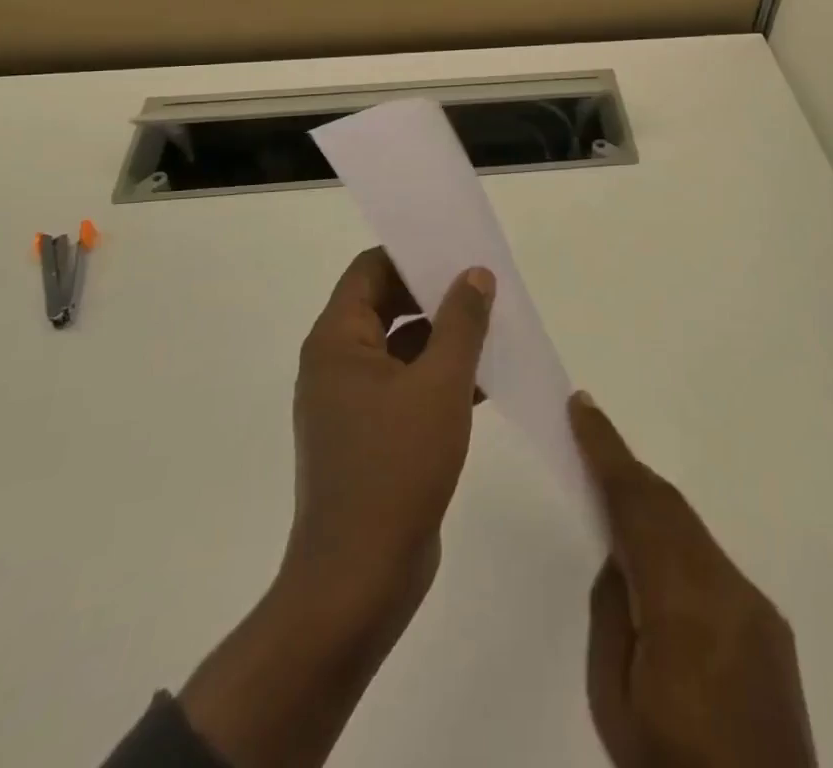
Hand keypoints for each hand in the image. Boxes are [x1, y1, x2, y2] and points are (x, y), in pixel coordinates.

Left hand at [286, 246, 495, 611]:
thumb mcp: (440, 385)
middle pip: (386, 305)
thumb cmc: (395, 469)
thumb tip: (475, 275)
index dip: (413, 255)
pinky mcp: (370, 436)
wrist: (358, 581)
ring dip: (444, 337)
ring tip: (496, 327)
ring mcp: (351, 403)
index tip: (458, 250)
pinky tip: (486, 380)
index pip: (370, 270)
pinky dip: (440, 376)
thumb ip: (461, 322)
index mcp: (337, 341)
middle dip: (435, 295)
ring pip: (401, 348)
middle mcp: (337, 364)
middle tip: (486, 286)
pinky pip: (406, 386)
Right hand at [571, 394, 816, 767]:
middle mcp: (729, 589)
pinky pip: (713, 564)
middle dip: (627, 471)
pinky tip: (660, 570)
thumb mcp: (614, 704)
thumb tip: (623, 559)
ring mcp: (757, 607)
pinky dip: (679, 546)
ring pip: (693, 532)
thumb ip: (614, 615)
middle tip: (588, 443)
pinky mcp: (771, 628)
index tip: (582, 406)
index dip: (607, 450)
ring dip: (653, 508)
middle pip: (669, 507)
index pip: (638, 505)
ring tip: (615, 504)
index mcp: (684, 605)